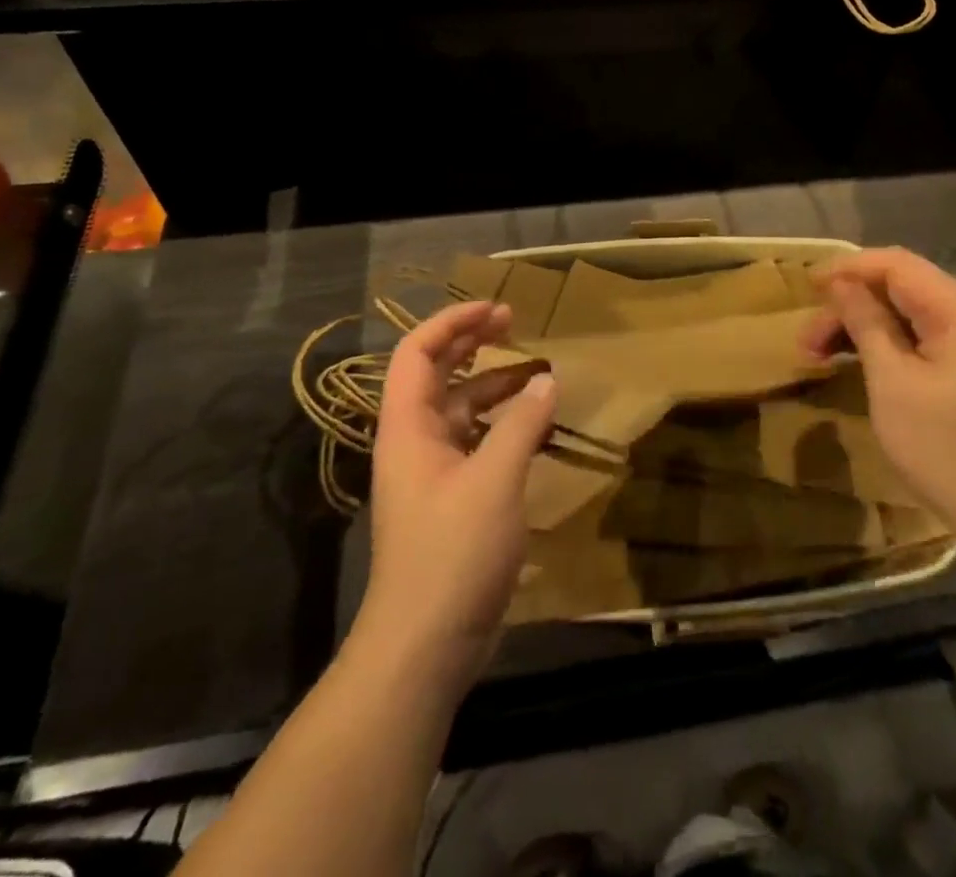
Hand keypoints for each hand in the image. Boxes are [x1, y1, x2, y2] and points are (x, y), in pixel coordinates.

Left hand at [358, 300, 555, 686]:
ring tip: (537, 373)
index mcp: (408, 427)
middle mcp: (414, 442)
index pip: (417, 353)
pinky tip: (535, 427)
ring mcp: (432, 473)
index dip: (452, 322)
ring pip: (461, 410)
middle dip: (472, 343)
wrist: (424, 645)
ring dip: (494, 386)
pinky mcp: (452, 500)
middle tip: (514, 324)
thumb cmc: (452, 552)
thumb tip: (547, 381)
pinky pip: (477, 444)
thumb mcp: (494, 480)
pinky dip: (503, 426)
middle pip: (437, 374)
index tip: (496, 309)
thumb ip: (522, 424)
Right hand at [803, 249, 955, 545]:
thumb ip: (866, 322)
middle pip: (898, 287)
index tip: (806, 285)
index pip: (896, 265)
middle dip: (848, 305)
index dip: (847, 269)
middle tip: (805, 341)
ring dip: (859, 326)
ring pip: (904, 313)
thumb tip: (840, 283)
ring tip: (816, 355)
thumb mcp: (893, 381)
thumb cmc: (944, 446)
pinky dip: (882, 343)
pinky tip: (851, 361)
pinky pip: (918, 336)